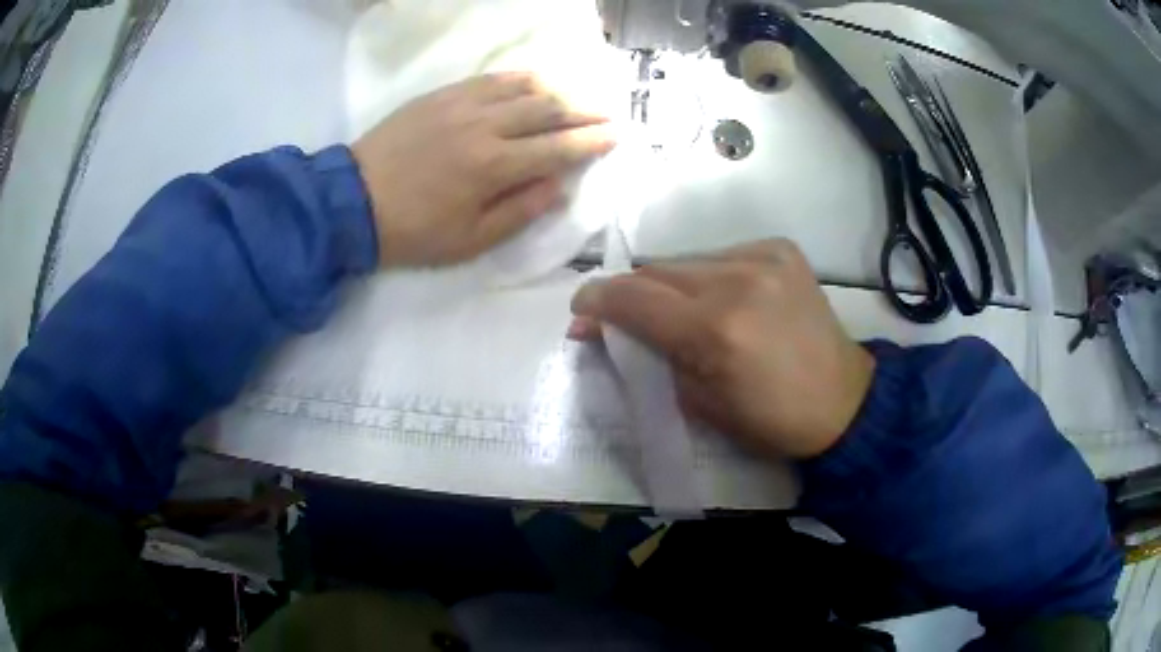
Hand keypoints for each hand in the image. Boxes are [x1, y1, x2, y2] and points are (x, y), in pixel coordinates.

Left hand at [352, 73, 615, 267]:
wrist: (352, 202)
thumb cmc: (413, 231)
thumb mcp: (469, 241)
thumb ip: (520, 212)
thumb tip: (559, 187)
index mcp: (494, 166)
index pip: (558, 147)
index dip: (592, 141)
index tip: (617, 136)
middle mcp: (485, 125)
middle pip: (548, 109)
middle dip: (585, 111)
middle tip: (609, 113)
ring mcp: (462, 104)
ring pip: (523, 87)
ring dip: (558, 90)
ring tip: (578, 97)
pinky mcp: (441, 95)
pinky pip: (491, 79)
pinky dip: (521, 79)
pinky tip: (534, 82)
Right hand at [569, 239, 874, 459]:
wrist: (843, 401)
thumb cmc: (769, 420)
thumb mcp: (698, 402)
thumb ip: (651, 356)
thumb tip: (606, 330)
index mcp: (715, 330)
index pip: (633, 298)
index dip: (597, 300)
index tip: (581, 310)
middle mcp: (737, 280)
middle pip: (656, 271)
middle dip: (632, 294)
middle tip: (623, 317)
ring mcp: (764, 258)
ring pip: (687, 260)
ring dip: (671, 285)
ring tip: (680, 313)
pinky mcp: (781, 249)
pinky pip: (721, 255)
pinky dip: (708, 276)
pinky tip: (723, 300)